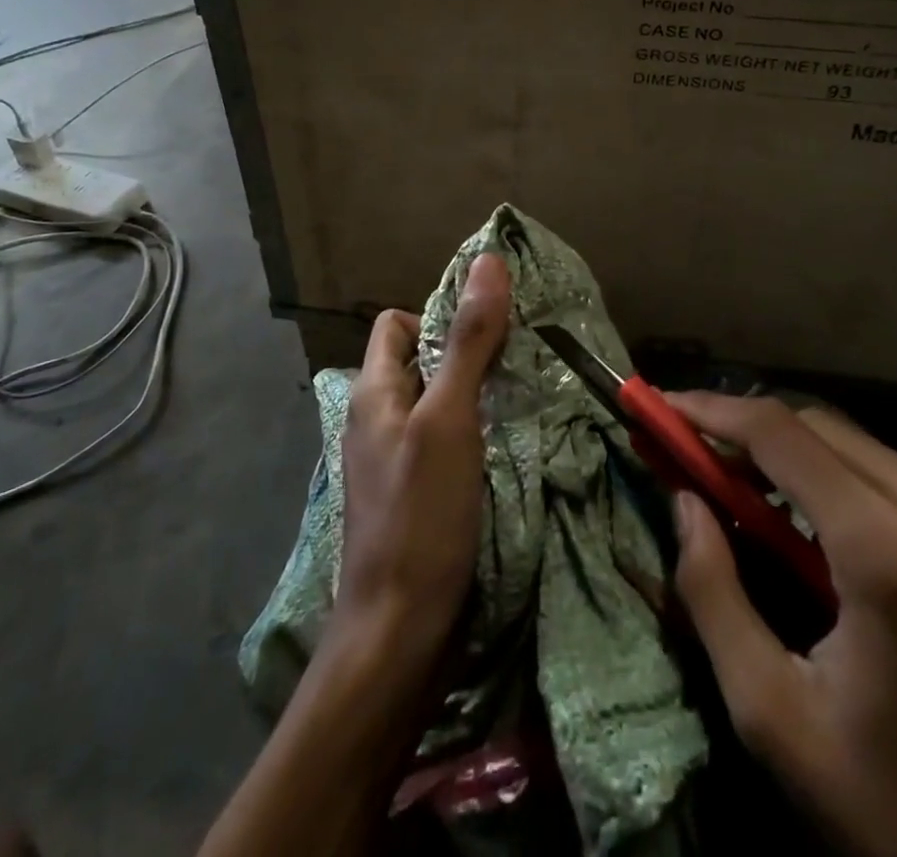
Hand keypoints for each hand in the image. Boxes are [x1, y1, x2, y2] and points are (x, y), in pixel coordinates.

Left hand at [332, 254, 511, 669]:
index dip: (436, 315)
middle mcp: (378, 419)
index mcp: (373, 391)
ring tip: (523, 400)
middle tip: (520, 364)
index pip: (396, 324)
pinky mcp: (416, 496)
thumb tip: (487, 261)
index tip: (486, 332)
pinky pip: (446, 443)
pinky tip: (509, 448)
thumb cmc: (420, 516)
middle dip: (467, 354)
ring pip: (438, 404)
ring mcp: (395, 461)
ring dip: (477, 396)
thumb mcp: (449, 418)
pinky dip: (476, 435)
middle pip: (421, 361)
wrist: (398, 636)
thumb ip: (468, 341)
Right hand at [669, 393, 896, 856]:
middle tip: (693, 456)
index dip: (709, 409)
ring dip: (795, 457)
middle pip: (820, 427)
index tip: (659, 406)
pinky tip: (821, 529)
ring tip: (747, 494)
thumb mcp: (777, 718)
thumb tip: (684, 500)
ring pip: (862, 449)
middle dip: (747, 430)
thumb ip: (713, 592)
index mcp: (892, 547)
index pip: (778, 432)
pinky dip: (845, 484)